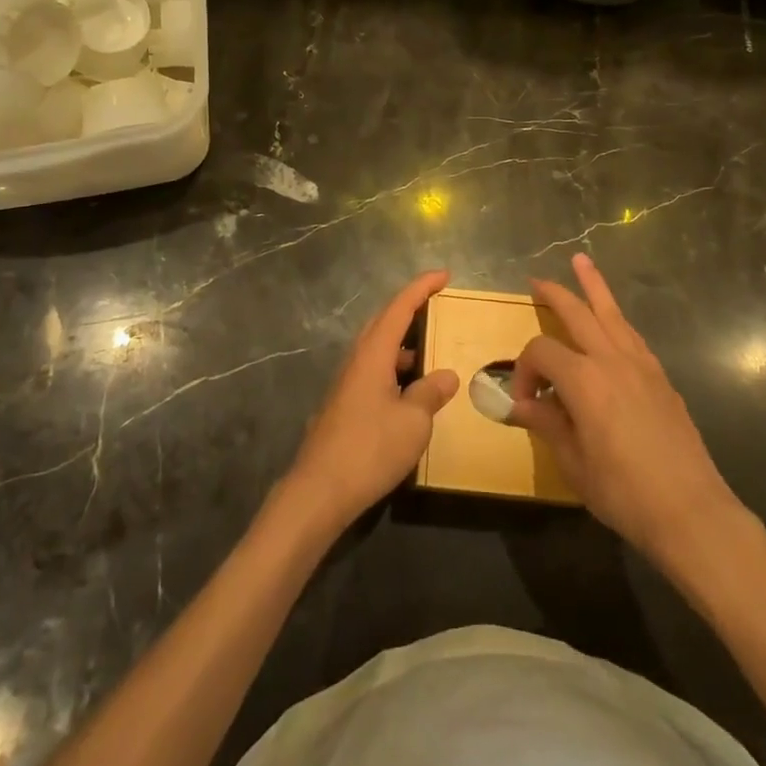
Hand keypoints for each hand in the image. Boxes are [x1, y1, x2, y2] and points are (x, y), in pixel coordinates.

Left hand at [284, 270, 457, 533]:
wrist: (319, 491)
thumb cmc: (369, 449)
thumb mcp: (413, 422)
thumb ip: (430, 394)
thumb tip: (446, 375)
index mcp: (373, 353)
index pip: (399, 307)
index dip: (421, 288)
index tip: (444, 275)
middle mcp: (357, 360)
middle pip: (384, 322)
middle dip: (410, 309)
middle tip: (437, 305)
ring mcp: (347, 383)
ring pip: (378, 349)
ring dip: (404, 343)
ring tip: (431, 350)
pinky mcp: (344, 405)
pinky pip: (374, 371)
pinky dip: (395, 369)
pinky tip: (410, 391)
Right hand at [511, 254, 750, 571]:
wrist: (691, 511)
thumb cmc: (624, 491)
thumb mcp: (574, 463)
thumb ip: (547, 424)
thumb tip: (519, 404)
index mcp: (583, 379)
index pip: (541, 352)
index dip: (524, 370)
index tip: (523, 400)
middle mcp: (611, 359)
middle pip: (578, 312)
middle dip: (555, 293)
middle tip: (537, 281)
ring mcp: (641, 365)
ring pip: (612, 313)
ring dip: (594, 286)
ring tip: (581, 262)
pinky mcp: (661, 378)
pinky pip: (632, 335)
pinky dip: (616, 320)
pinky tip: (612, 322)